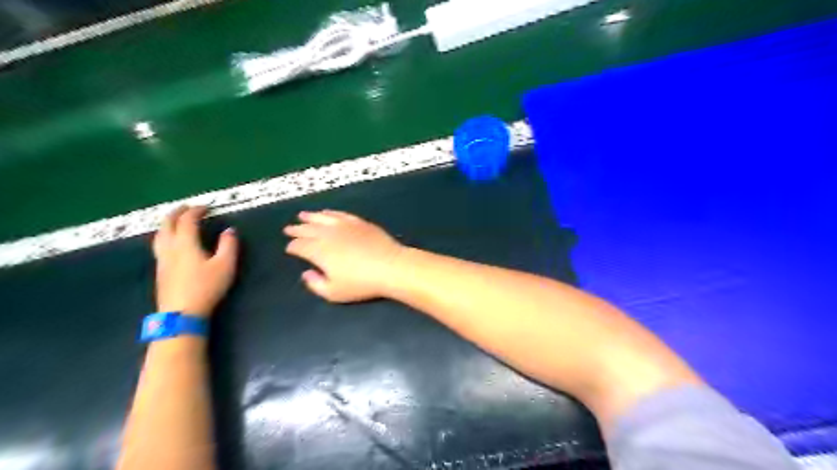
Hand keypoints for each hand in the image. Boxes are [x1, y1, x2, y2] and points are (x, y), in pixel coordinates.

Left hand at [153, 208, 237, 317]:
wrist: (181, 313)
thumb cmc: (206, 287)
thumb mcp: (225, 265)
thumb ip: (228, 246)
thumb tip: (229, 231)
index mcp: (185, 244)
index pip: (187, 221)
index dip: (196, 211)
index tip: (206, 207)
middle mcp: (169, 248)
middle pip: (167, 224)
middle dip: (176, 213)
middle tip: (187, 208)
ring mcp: (161, 260)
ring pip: (159, 235)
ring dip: (167, 224)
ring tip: (176, 222)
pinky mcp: (160, 270)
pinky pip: (159, 245)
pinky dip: (165, 236)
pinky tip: (172, 243)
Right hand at [283, 208, 407, 304]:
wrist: (390, 266)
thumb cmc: (361, 283)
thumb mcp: (334, 293)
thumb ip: (315, 284)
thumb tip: (306, 274)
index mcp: (319, 251)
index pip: (300, 246)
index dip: (292, 247)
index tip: (289, 248)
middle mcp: (328, 234)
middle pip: (308, 229)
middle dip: (297, 229)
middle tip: (289, 228)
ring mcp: (344, 226)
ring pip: (322, 218)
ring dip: (311, 217)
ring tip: (303, 215)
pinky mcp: (359, 222)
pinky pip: (340, 214)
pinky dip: (331, 213)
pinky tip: (327, 213)